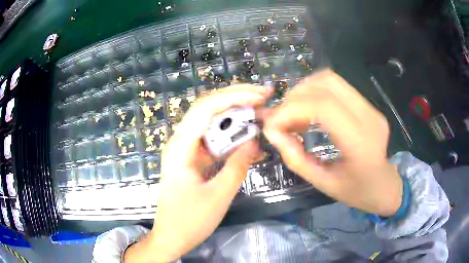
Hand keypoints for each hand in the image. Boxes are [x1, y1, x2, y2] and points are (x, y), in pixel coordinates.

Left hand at [124, 85, 271, 262]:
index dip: (234, 96)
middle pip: (208, 109)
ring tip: (262, 114)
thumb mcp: (218, 197)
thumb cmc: (189, 222)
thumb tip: (254, 141)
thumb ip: (237, 167)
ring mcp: (186, 150)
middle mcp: (180, 142)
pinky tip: (250, 139)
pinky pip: (214, 140)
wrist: (171, 237)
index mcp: (180, 147)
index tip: (261, 96)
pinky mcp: (193, 159)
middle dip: (237, 99)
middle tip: (265, 97)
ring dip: (237, 117)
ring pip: (212, 123)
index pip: (206, 108)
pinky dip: (233, 137)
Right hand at [263, 69, 401, 216]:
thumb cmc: (357, 192)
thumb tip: (272, 133)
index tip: (272, 125)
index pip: (322, 107)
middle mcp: (368, 117)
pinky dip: (315, 92)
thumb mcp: (324, 183)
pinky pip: (337, 86)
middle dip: (294, 97)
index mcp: (360, 143)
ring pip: (330, 79)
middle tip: (281, 118)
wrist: (385, 186)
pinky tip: (309, 110)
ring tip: (293, 113)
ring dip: (304, 90)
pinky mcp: (368, 105)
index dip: (291, 109)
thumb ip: (296, 158)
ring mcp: (370, 107)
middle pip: (326, 84)